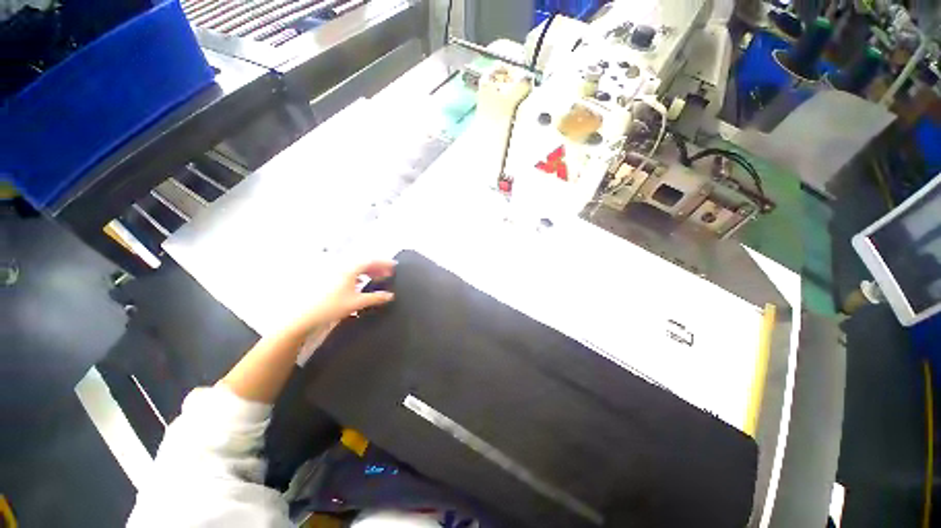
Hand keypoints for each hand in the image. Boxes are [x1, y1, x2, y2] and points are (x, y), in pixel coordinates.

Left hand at [286, 260, 395, 336]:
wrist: (304, 316)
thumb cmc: (331, 307)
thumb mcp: (357, 302)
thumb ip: (376, 298)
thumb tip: (390, 296)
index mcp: (349, 269)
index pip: (371, 260)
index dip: (384, 262)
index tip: (394, 266)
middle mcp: (341, 267)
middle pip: (363, 263)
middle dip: (377, 267)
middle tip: (388, 273)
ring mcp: (333, 272)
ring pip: (355, 268)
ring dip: (367, 271)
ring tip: (376, 278)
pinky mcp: (327, 279)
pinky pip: (347, 273)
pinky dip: (357, 276)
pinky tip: (360, 283)